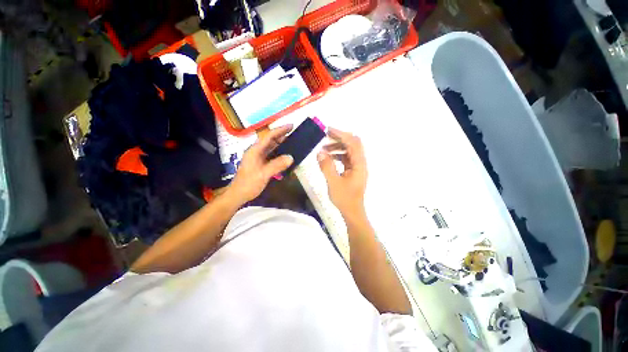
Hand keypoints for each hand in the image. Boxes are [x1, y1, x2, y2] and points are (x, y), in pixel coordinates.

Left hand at [226, 125, 293, 205]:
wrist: (238, 194)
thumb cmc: (249, 183)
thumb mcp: (264, 174)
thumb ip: (277, 165)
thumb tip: (291, 157)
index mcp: (255, 150)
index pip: (269, 136)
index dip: (280, 130)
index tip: (291, 126)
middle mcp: (256, 151)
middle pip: (270, 140)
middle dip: (281, 135)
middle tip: (293, 134)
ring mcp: (257, 157)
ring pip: (270, 147)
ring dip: (280, 144)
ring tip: (291, 142)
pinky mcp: (259, 163)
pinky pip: (270, 155)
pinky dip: (278, 153)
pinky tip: (284, 155)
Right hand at [317, 127, 367, 216]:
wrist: (352, 212)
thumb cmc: (345, 199)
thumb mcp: (333, 183)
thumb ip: (327, 166)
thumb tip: (320, 152)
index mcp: (359, 165)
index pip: (353, 143)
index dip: (341, 134)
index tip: (327, 130)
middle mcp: (360, 163)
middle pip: (353, 144)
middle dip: (339, 138)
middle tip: (325, 136)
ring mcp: (357, 167)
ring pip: (349, 151)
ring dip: (337, 147)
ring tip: (323, 149)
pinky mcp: (353, 171)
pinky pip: (346, 158)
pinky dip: (337, 155)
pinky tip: (328, 157)